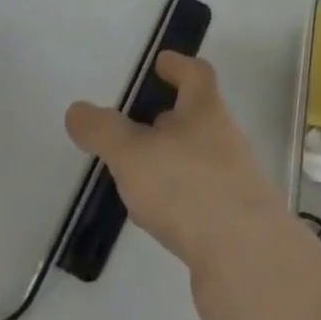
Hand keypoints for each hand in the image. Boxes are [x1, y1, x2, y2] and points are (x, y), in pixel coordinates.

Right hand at [66, 53, 292, 319]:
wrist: (244, 258)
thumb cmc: (188, 187)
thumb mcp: (134, 155)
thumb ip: (104, 132)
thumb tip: (76, 109)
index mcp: (205, 109)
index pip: (196, 73)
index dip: (178, 65)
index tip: (161, 61)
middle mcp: (222, 136)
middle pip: (197, 114)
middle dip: (170, 114)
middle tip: (140, 121)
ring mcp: (230, 179)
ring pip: (197, 156)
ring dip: (171, 158)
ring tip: (139, 173)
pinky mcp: (229, 220)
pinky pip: (199, 196)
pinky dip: (178, 196)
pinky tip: (157, 216)